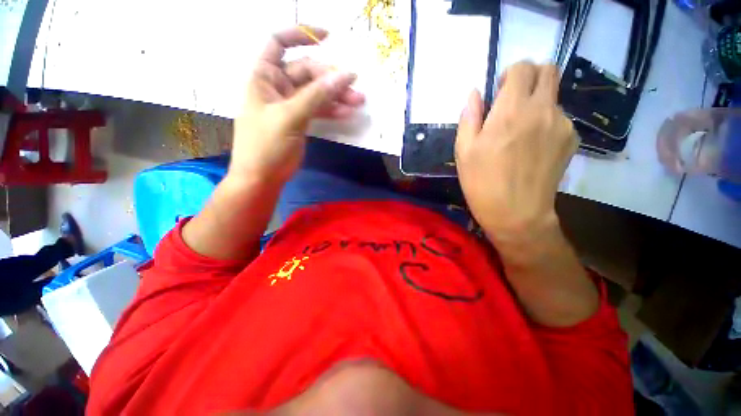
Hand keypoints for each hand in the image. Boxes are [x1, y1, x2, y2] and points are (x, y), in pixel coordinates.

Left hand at [230, 27, 364, 184]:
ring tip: (358, 102)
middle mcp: (277, 86)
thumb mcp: (289, 117)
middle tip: (355, 89)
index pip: (279, 42)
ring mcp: (291, 104)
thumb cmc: (266, 145)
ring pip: (317, 92)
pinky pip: (318, 109)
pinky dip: (332, 110)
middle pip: (307, 72)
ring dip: (337, 96)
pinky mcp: (300, 120)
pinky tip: (347, 112)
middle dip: (331, 78)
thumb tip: (345, 75)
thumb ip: (317, 96)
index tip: (328, 38)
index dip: (301, 35)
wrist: (262, 176)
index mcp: (264, 76)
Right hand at [455, 62, 576, 246]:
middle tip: (513, 101)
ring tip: (520, 133)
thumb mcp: (464, 151)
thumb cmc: (481, 182)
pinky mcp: (571, 139)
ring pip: (554, 96)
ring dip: (537, 103)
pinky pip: (560, 118)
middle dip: (530, 77)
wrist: (516, 213)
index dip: (510, 74)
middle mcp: (542, 110)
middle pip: (549, 70)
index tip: (499, 92)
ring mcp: (562, 124)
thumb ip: (470, 117)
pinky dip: (546, 122)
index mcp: (510, 111)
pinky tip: (533, 147)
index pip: (522, 68)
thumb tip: (475, 94)